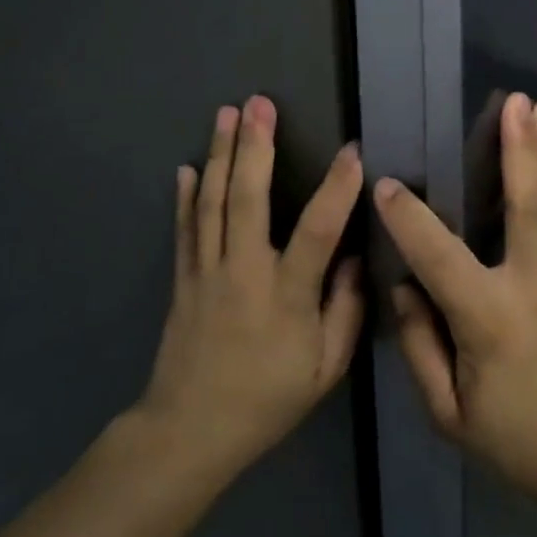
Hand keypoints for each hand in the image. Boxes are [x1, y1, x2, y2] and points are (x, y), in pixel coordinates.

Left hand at [138, 96, 365, 481]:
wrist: (189, 432)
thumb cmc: (267, 400)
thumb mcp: (325, 369)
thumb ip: (346, 310)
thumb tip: (353, 257)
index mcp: (286, 295)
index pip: (317, 231)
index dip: (337, 189)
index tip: (352, 151)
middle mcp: (243, 272)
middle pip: (247, 199)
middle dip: (255, 146)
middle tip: (260, 103)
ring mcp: (207, 272)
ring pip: (213, 203)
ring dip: (221, 154)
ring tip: (227, 113)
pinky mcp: (183, 279)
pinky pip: (185, 229)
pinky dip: (186, 196)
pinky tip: (188, 166)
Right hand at [373, 91, 536, 511]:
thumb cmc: (521, 441)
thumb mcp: (450, 415)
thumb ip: (420, 346)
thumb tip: (405, 285)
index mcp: (493, 322)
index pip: (440, 257)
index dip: (409, 220)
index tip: (386, 184)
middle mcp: (535, 285)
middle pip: (527, 205)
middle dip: (519, 150)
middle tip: (515, 102)